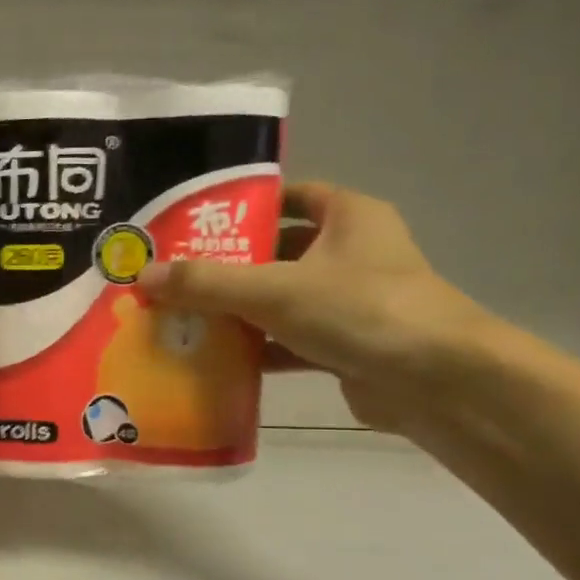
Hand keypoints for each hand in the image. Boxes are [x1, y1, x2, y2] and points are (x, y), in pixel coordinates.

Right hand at [139, 183, 490, 433]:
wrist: (437, 382)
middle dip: (228, 266)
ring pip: (279, 300)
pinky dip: (255, 349)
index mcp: (348, 218)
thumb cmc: (361, 310)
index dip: (246, 207)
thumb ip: (206, 283)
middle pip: (277, 252)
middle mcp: (351, 254)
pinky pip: (287, 341)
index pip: (291, 197)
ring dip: (237, 312)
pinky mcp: (343, 346)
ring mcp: (349, 303)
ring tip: (182, 318)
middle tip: (174, 278)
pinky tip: (215, 359)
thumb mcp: (274, 289)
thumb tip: (142, 277)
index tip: (196, 224)